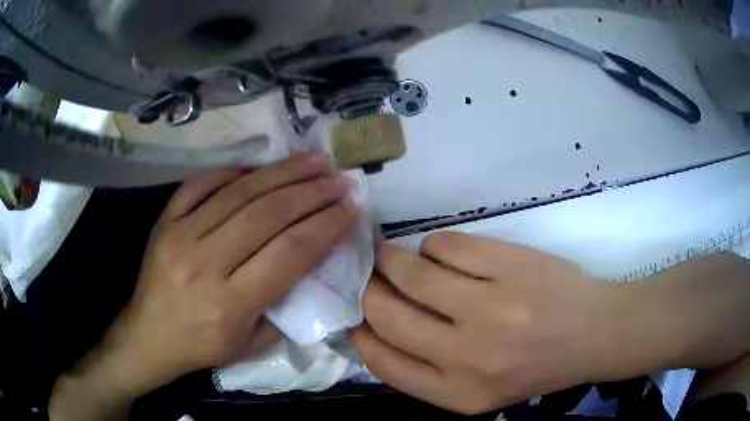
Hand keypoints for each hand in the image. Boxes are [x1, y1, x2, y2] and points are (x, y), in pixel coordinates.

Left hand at [85, 154, 357, 396]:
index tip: (351, 209)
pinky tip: (259, 167)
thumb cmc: (201, 347)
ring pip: (239, 193)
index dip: (326, 226)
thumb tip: (310, 260)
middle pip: (268, 215)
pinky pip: (200, 184)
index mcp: (230, 303)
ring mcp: (180, 235)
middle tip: (340, 179)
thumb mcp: (251, 344)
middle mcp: (205, 264)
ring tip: (313, 161)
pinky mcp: (165, 221)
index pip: (290, 253)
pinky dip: (232, 172)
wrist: (147, 336)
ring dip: (282, 173)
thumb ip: (283, 305)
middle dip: (312, 192)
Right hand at [351, 232, 629, 413]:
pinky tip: (443, 254)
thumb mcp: (475, 392)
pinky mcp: (509, 264)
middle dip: (368, 289)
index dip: (360, 334)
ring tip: (393, 256)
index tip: (355, 315)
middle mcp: (469, 355)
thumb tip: (375, 329)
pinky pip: (445, 245)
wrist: (593, 334)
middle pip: (388, 313)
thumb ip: (425, 372)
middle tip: (368, 276)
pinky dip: (434, 247)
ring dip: (392, 259)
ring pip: (411, 271)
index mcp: (458, 394)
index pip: (383, 362)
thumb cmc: (534, 367)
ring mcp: (491, 306)